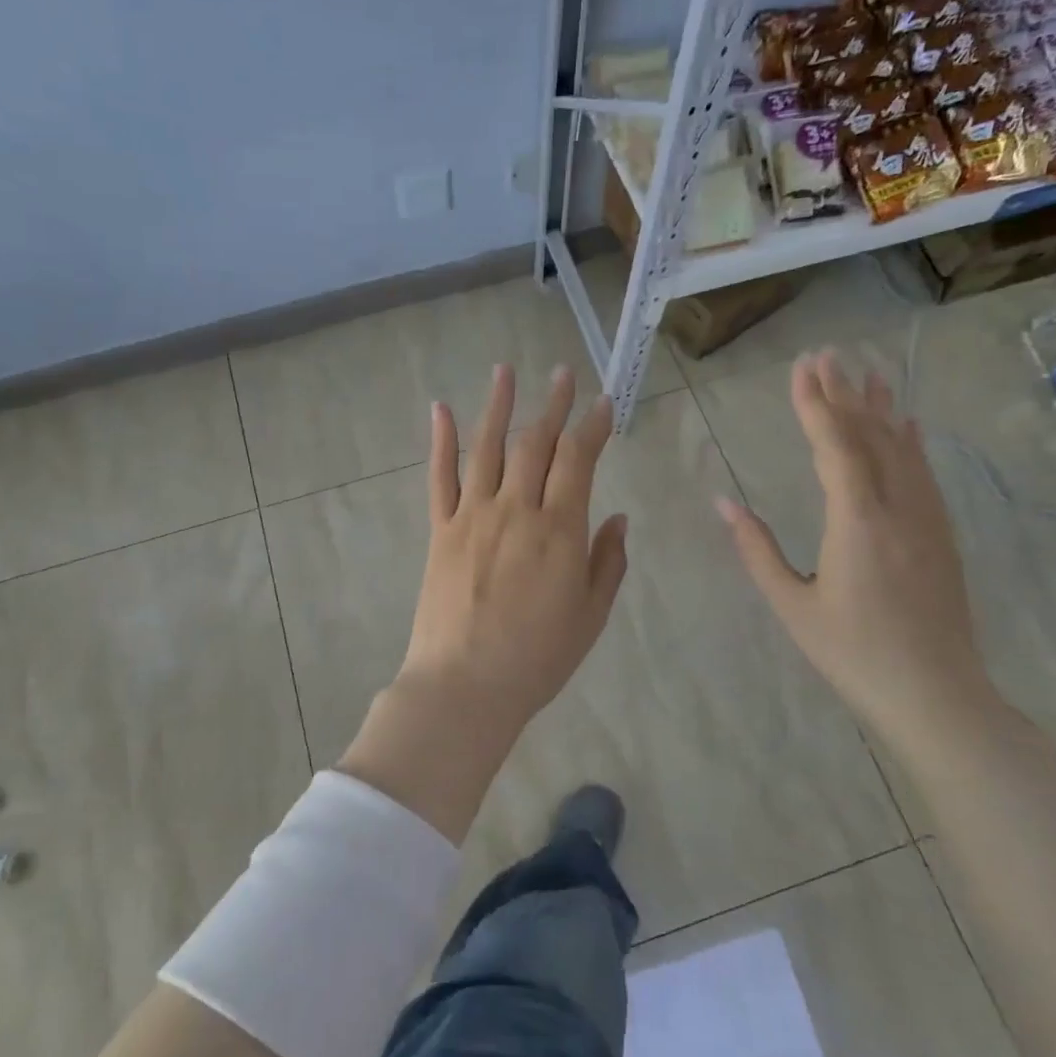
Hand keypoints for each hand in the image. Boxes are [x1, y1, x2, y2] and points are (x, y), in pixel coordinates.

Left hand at [339, 364, 627, 842]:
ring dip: (498, 405)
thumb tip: (615, 517)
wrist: (464, 686)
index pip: (579, 460)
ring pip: (486, 448)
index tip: (603, 403)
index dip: (593, 426)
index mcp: (559, 530)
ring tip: (505, 370)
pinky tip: (441, 410)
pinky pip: (440, 478)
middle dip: (553, 405)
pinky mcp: (440, 531)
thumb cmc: (537, 658)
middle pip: (535, 443)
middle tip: (563, 374)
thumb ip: (607, 562)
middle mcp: (516, 510)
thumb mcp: (590, 615)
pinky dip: (441, 442)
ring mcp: (472, 516)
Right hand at [716, 349, 992, 739]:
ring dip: (880, 407)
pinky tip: (907, 424)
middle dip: (844, 393)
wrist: (936, 696)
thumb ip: (757, 550)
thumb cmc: (853, 654)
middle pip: (870, 435)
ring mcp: (927, 519)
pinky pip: (923, 473)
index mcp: (857, 522)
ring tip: (866, 371)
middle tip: (826, 355)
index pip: (835, 446)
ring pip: (902, 448)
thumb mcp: (792, 605)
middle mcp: (898, 508)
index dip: (815, 403)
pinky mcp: (941, 534)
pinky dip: (910, 441)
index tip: (802, 367)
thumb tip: (723, 503)